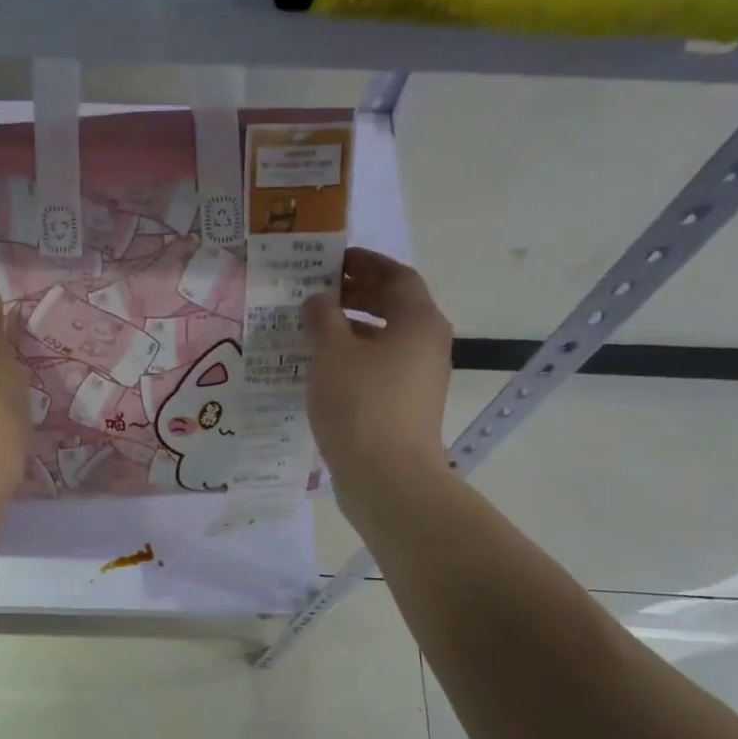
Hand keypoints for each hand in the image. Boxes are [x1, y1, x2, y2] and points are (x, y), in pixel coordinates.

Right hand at [304, 248, 453, 491]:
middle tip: (316, 294)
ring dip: (350, 329)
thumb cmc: (360, 405)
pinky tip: (322, 370)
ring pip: (384, 340)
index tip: (332, 260)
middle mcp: (427, 345)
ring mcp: (419, 378)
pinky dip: (354, 359)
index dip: (365, 263)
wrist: (387, 478)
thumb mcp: (331, 353)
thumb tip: (318, 301)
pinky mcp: (405, 406)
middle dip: (355, 295)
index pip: (396, 275)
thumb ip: (322, 318)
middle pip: (393, 306)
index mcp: (418, 321)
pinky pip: (379, 368)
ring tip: (311, 331)